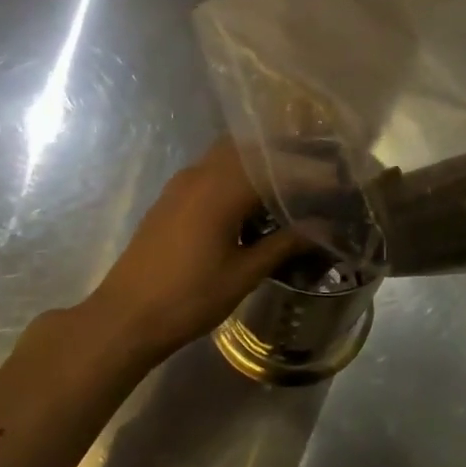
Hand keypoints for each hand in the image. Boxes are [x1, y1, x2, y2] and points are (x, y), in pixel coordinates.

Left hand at [66, 140, 302, 367]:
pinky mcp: (171, 197)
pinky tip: (254, 198)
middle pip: (251, 148)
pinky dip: (239, 172)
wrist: (124, 318)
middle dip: (287, 155)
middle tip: (319, 171)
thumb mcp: (243, 274)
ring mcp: (181, 184)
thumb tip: (323, 227)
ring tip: (292, 181)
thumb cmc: (188, 298)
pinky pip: (212, 170)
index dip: (313, 173)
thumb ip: (284, 243)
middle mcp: (201, 175)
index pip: (277, 168)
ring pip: (229, 155)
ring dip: (260, 161)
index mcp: (221, 190)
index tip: (341, 179)